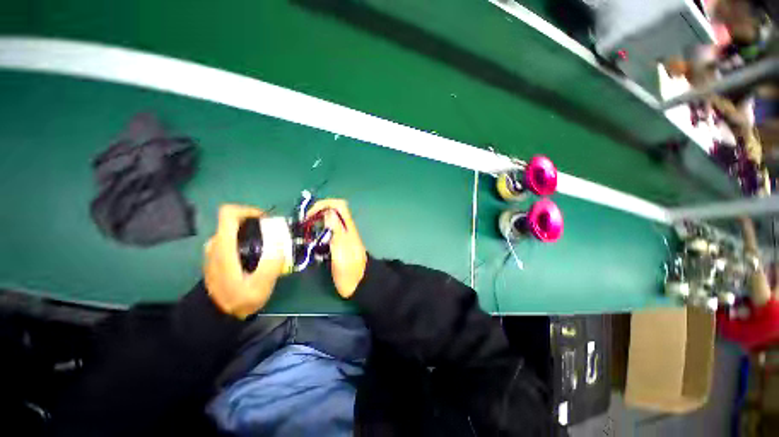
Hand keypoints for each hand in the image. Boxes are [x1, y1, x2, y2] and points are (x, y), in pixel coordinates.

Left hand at [204, 205, 284, 318]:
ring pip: (235, 230)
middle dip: (257, 223)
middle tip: (274, 234)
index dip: (248, 210)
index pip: (228, 214)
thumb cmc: (237, 300)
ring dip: (253, 231)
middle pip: (235, 220)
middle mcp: (216, 244)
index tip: (266, 220)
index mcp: (224, 247)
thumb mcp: (259, 287)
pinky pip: (233, 238)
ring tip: (269, 244)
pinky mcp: (218, 255)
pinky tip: (259, 253)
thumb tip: (281, 246)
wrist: (217, 315)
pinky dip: (248, 239)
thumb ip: (271, 266)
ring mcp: (215, 249)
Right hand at [306, 199, 366, 298]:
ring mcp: (343, 236)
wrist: (359, 284)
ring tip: (306, 232)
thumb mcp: (341, 252)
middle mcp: (346, 229)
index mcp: (348, 228)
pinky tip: (312, 242)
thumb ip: (336, 232)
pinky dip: (319, 232)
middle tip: (305, 224)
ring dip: (317, 222)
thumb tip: (329, 212)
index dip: (324, 204)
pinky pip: (328, 231)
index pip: (339, 205)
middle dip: (318, 212)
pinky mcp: (339, 243)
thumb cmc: (349, 270)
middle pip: (333, 211)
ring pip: (330, 221)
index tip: (310, 215)